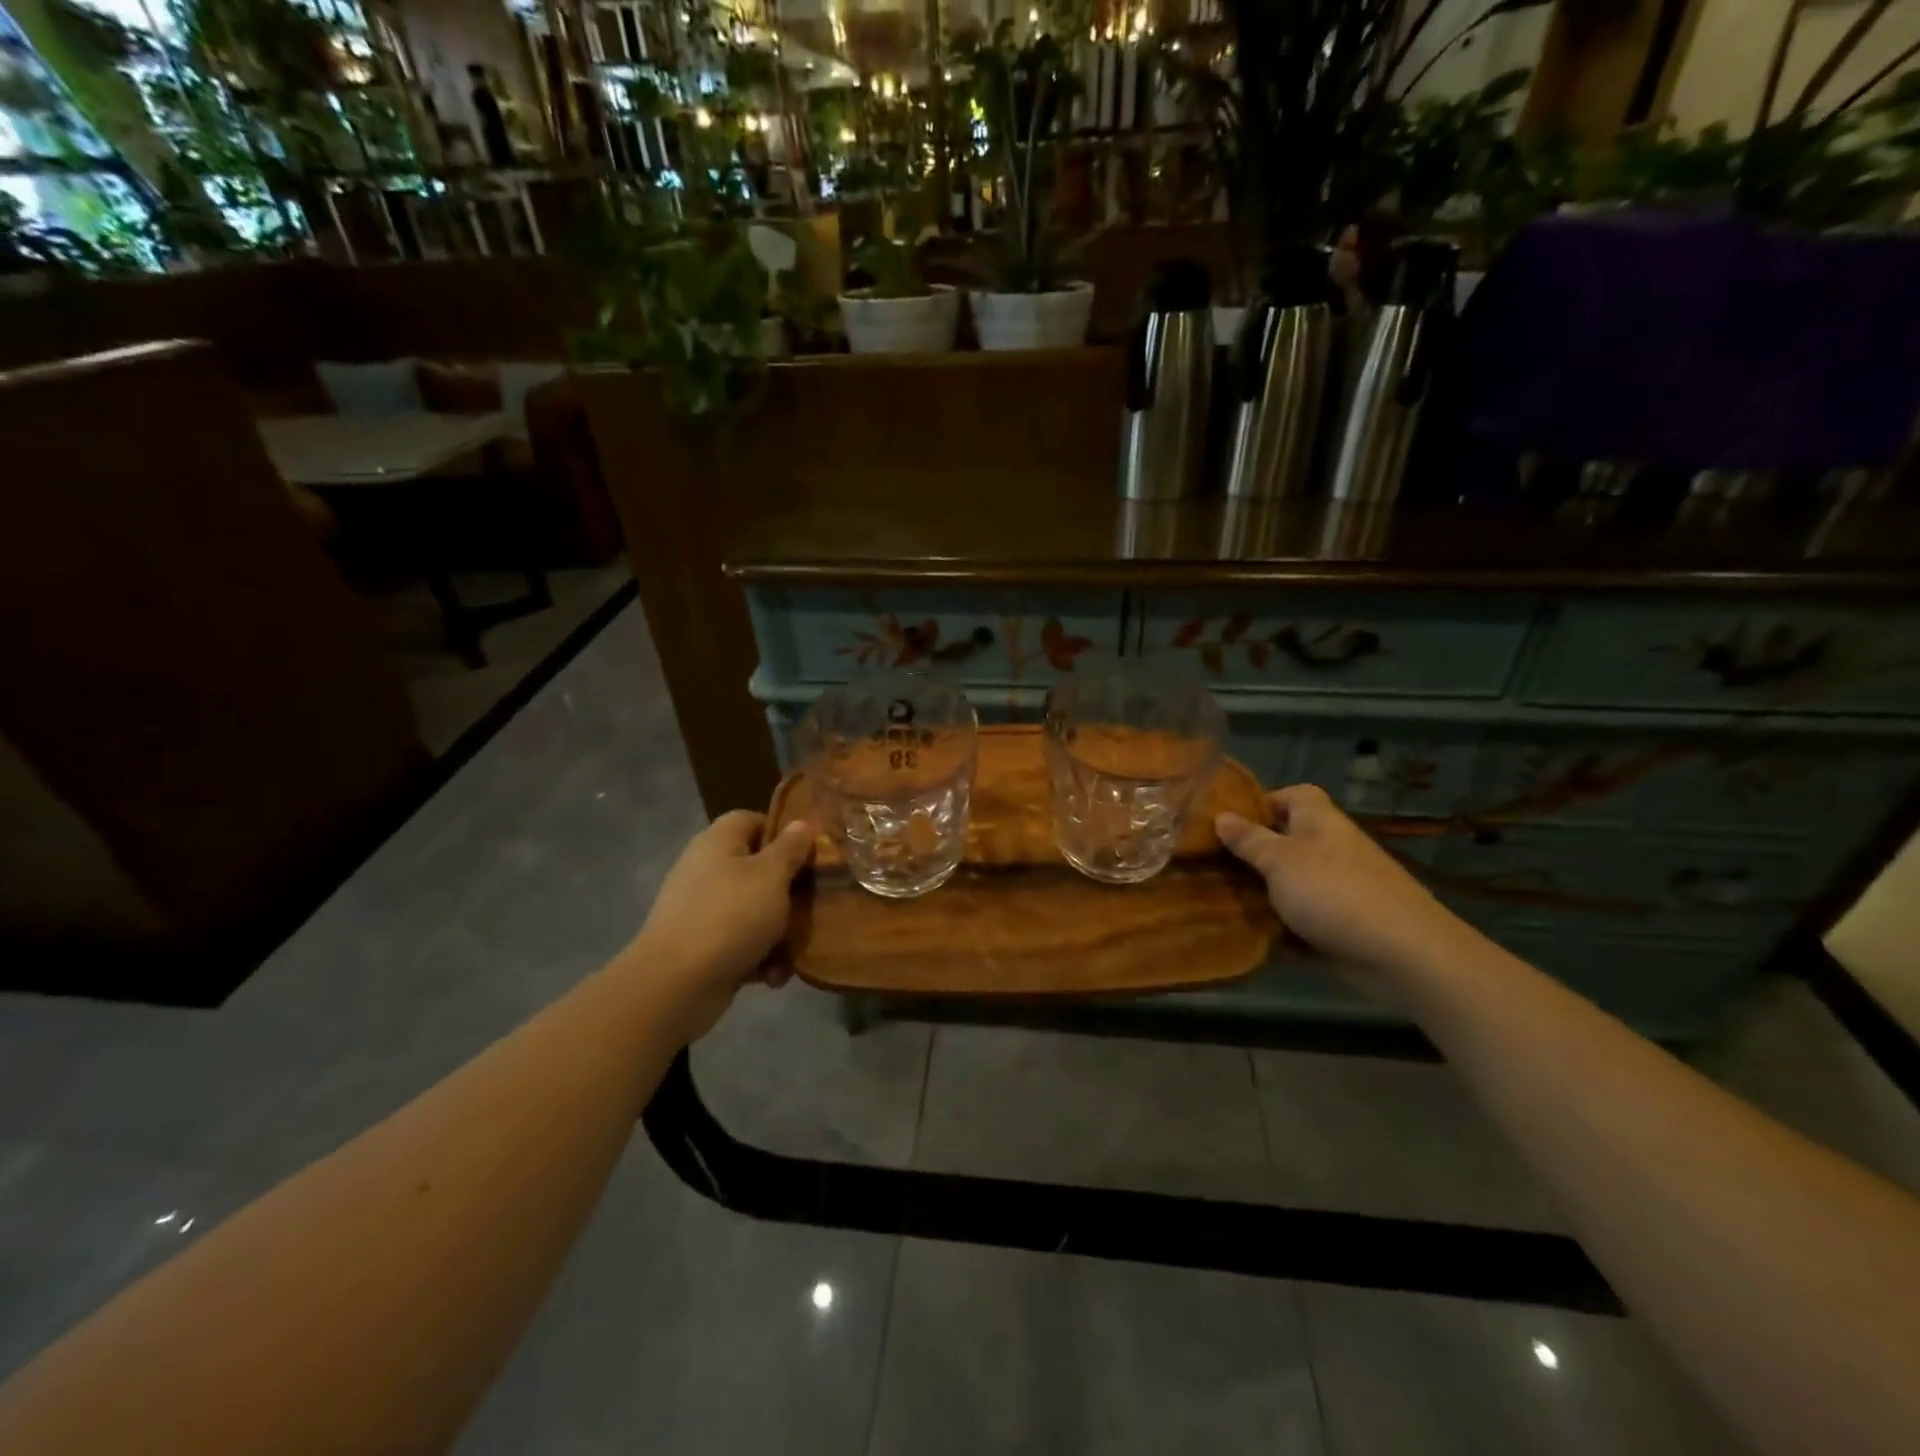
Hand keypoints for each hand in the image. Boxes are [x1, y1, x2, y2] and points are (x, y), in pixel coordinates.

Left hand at [630, 810, 814, 1039]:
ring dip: (778, 931)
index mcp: (719, 841)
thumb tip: (801, 822)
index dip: (784, 833)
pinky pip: (740, 942)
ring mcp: (701, 909)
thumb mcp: (772, 876)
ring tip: (795, 950)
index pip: (753, 820)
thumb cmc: (730, 916)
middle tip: (815, 903)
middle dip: (789, 890)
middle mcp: (707, 869)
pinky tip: (773, 975)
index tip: (812, 854)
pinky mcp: (701, 946)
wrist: (675, 985)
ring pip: (753, 909)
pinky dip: (759, 957)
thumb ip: (791, 848)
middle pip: (758, 868)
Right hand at [1216, 784, 1463, 979]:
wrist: (1400, 952)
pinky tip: (1253, 931)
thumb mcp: (1279, 860)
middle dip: (1253, 852)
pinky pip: (1303, 915)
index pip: (1292, 794)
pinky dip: (1282, 922)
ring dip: (1264, 890)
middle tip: (1213, 863)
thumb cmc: (1333, 891)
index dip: (1261, 802)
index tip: (1227, 822)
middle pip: (1287, 839)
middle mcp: (1331, 847)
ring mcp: (1339, 886)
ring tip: (1223, 897)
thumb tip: (1221, 816)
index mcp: (1319, 821)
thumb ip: (1249, 839)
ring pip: (1292, 880)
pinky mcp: (1342, 922)